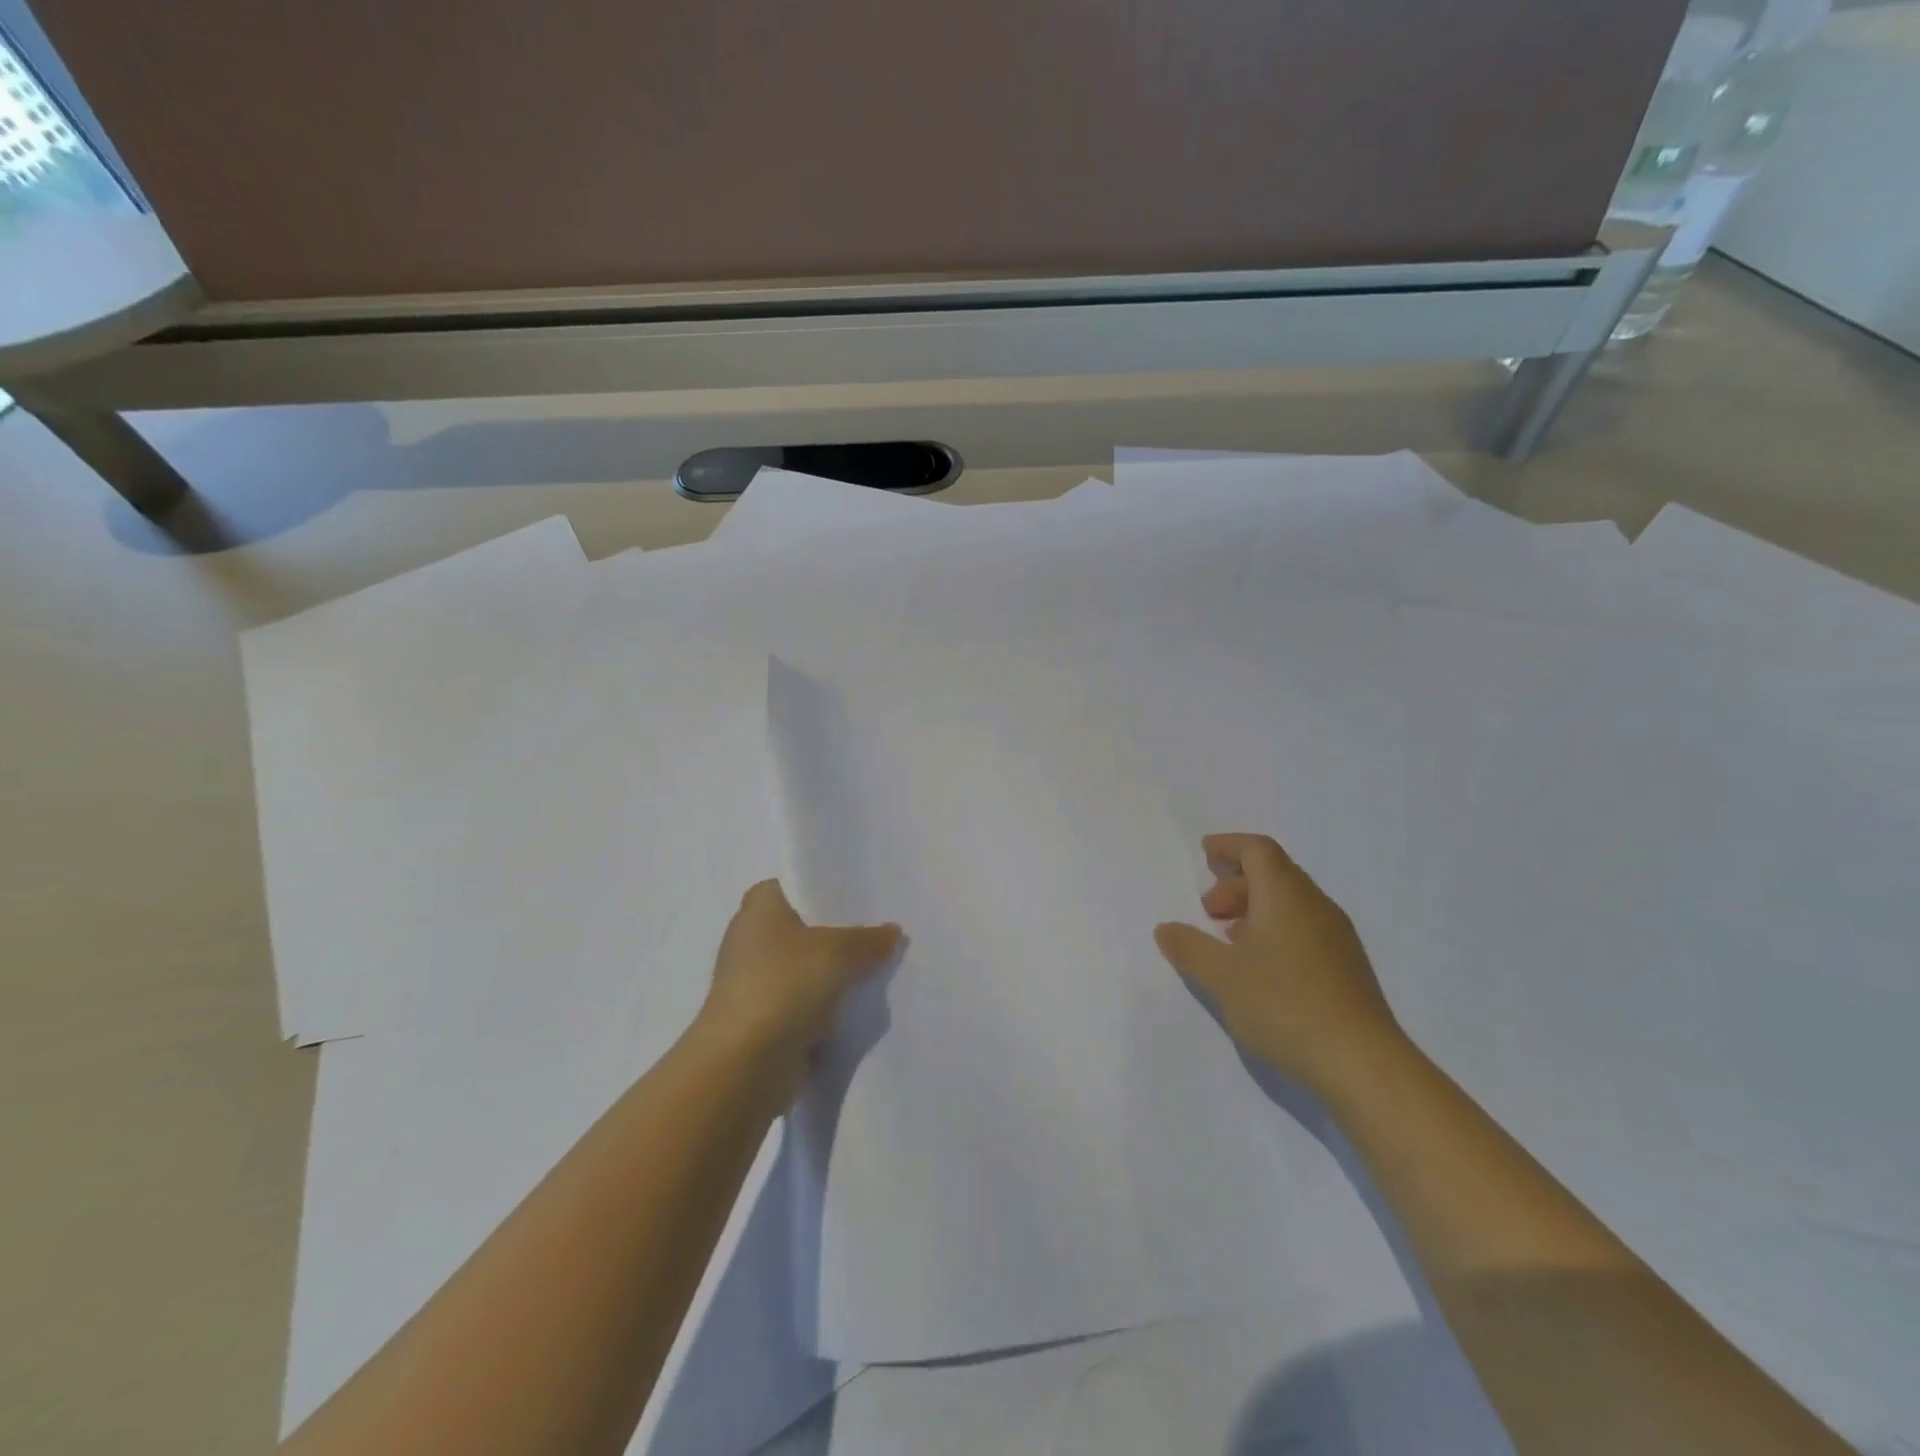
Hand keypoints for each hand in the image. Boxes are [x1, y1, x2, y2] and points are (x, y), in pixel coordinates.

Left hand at [695, 880, 901, 1098]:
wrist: (745, 1064)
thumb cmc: (785, 985)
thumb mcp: (839, 951)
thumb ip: (869, 939)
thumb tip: (892, 932)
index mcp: (759, 908)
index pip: (794, 885)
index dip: (825, 888)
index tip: (861, 896)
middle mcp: (750, 939)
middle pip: (803, 928)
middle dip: (838, 933)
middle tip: (880, 931)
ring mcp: (754, 982)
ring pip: (805, 968)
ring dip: (832, 974)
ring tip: (878, 967)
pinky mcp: (763, 1020)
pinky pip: (804, 1003)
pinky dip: (825, 1006)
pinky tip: (858, 1006)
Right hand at [1154, 833, 1404, 1097]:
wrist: (1362, 1064)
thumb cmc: (1283, 1005)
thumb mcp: (1221, 976)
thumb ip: (1189, 947)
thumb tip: (1167, 929)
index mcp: (1285, 895)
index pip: (1258, 850)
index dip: (1229, 846)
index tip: (1205, 853)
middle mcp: (1315, 906)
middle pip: (1275, 873)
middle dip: (1236, 883)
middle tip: (1208, 911)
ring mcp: (1337, 937)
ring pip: (1291, 902)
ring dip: (1255, 908)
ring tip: (1229, 939)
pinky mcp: (1347, 967)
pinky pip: (1304, 928)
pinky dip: (1275, 930)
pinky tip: (1261, 967)